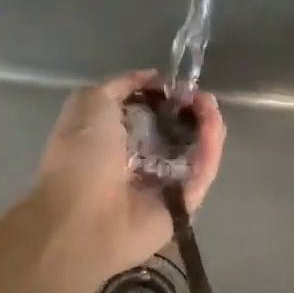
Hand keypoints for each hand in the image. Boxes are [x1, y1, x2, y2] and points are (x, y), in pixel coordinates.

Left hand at [31, 70, 224, 281]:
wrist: (81, 215)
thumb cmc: (80, 154)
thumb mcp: (91, 101)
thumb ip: (123, 84)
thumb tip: (153, 77)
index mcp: (115, 141)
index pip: (151, 116)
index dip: (167, 98)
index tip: (178, 85)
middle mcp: (141, 163)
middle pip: (179, 133)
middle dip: (192, 110)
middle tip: (199, 96)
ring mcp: (164, 186)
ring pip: (196, 151)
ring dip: (207, 125)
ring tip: (209, 105)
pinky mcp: (183, 206)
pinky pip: (202, 173)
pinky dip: (210, 148)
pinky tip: (212, 124)